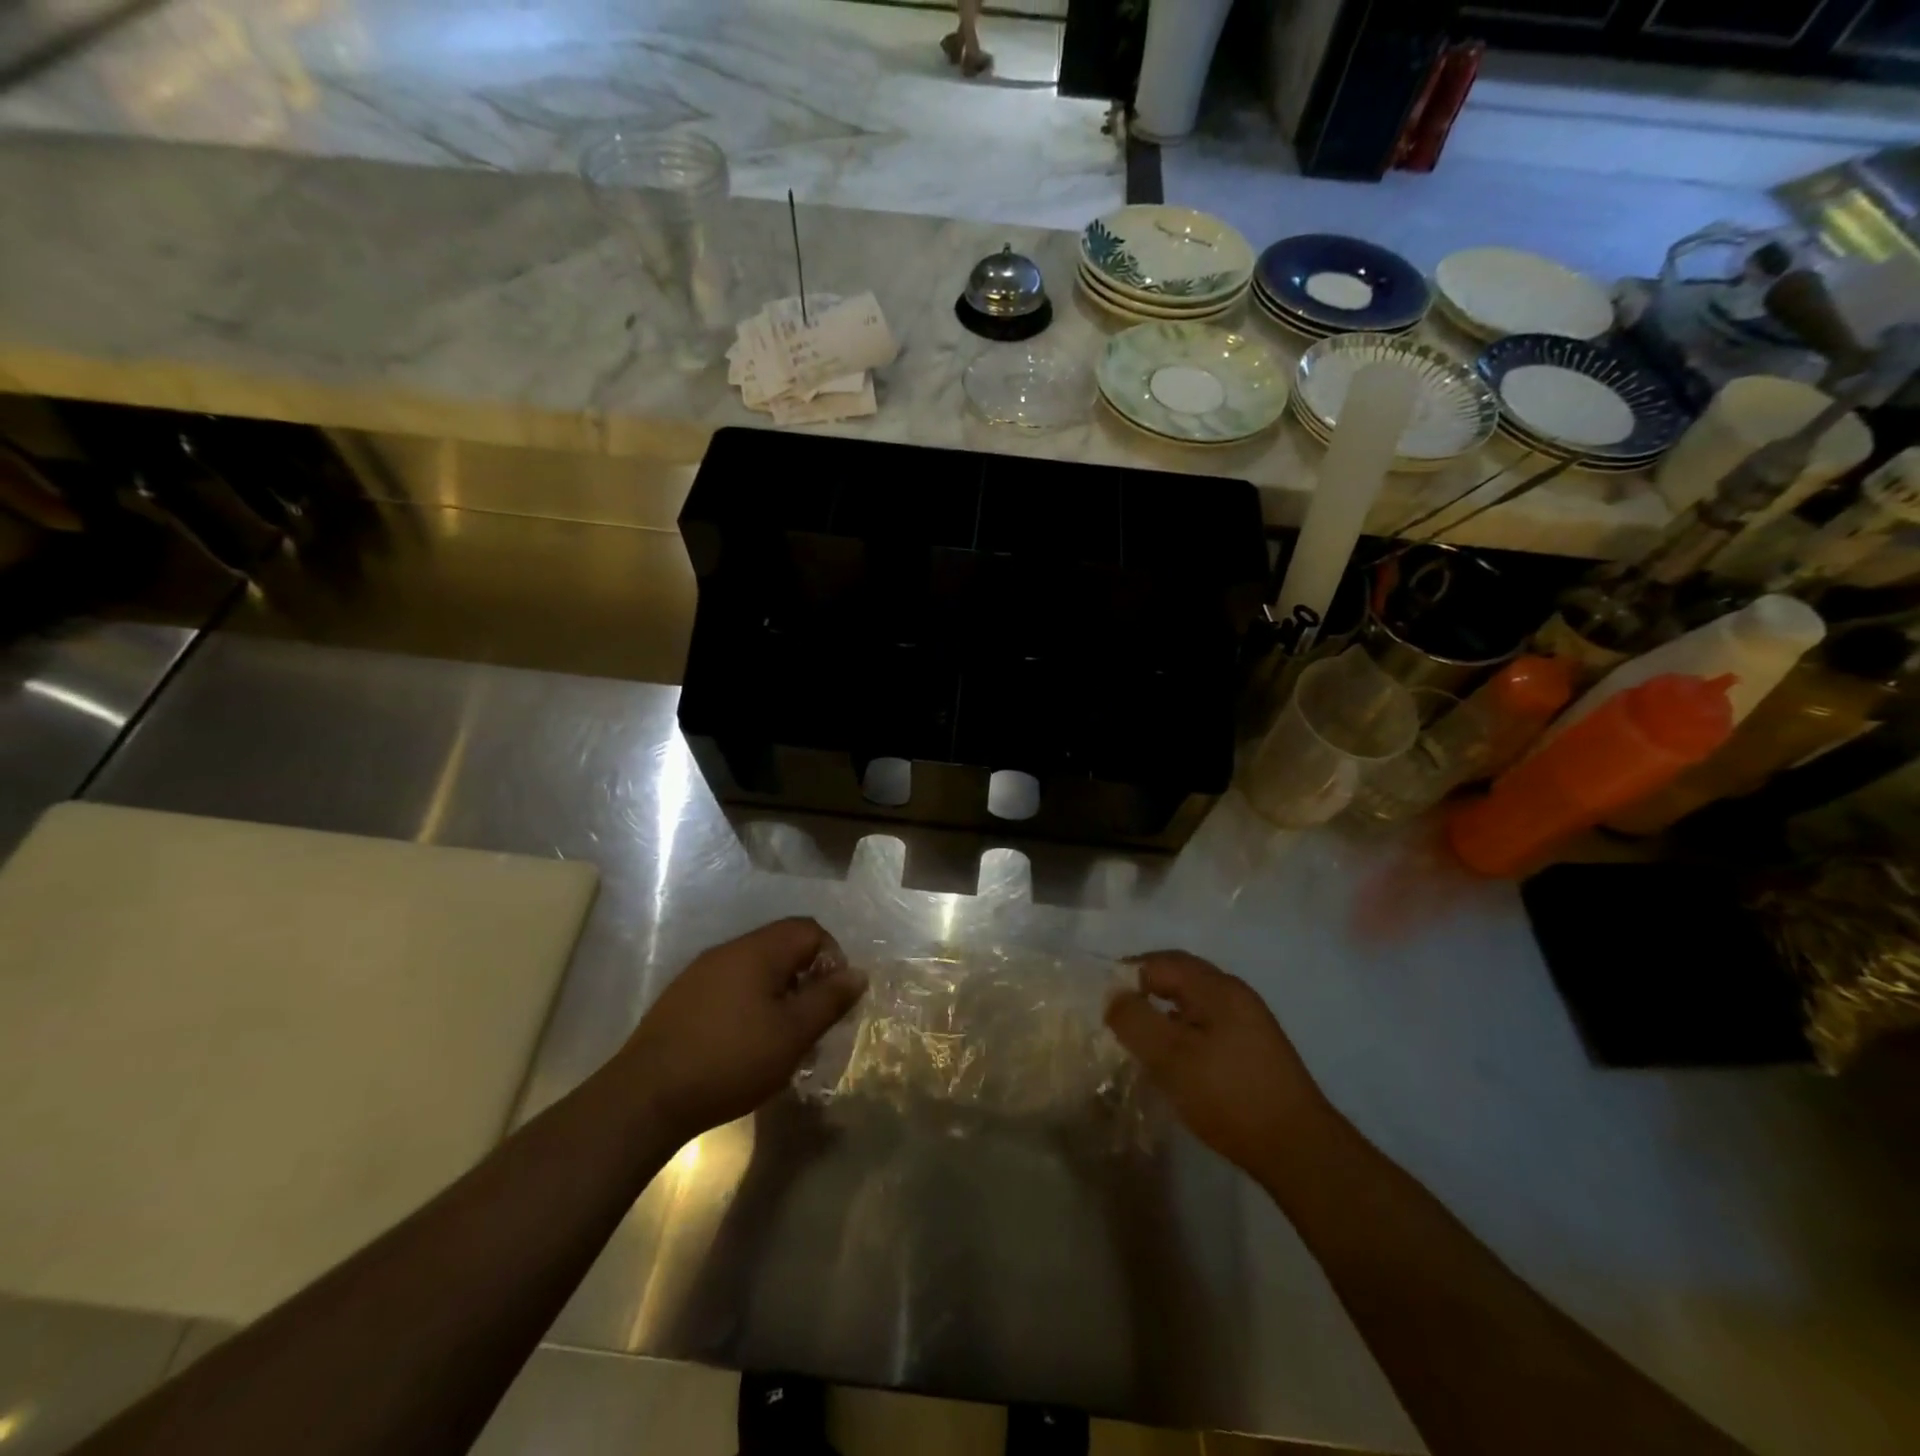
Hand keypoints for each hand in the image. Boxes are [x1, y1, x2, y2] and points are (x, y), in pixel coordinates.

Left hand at [621, 918, 865, 1143]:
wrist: (645, 1097)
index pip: (809, 929)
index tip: (833, 999)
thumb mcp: (793, 1033)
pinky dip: (749, 1005)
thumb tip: (858, 973)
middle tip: (812, 1021)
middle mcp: (728, 950)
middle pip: (782, 946)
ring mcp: (700, 973)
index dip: (832, 957)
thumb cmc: (731, 1059)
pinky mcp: (682, 999)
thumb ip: (829, 999)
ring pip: (755, 969)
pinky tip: (745, 1044)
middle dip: (806, 978)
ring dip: (778, 994)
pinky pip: (730, 987)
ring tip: (782, 1037)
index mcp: (758, 950)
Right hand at [1105, 951, 1333, 1179]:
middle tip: (1114, 1016)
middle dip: (1143, 991)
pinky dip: (1180, 1033)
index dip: (1127, 974)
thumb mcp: (1171, 1057)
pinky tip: (1171, 1061)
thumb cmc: (1229, 1095)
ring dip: (1161, 1014)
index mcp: (1217, 988)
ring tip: (1136, 1039)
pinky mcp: (1253, 1050)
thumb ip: (1135, 1020)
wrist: (1298, 1150)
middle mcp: (1235, 995)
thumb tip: (1113, 996)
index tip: (1100, 1000)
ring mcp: (1248, 1023)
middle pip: (1179, 978)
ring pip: (1192, 1004)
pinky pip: (1206, 1026)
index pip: (1161, 962)